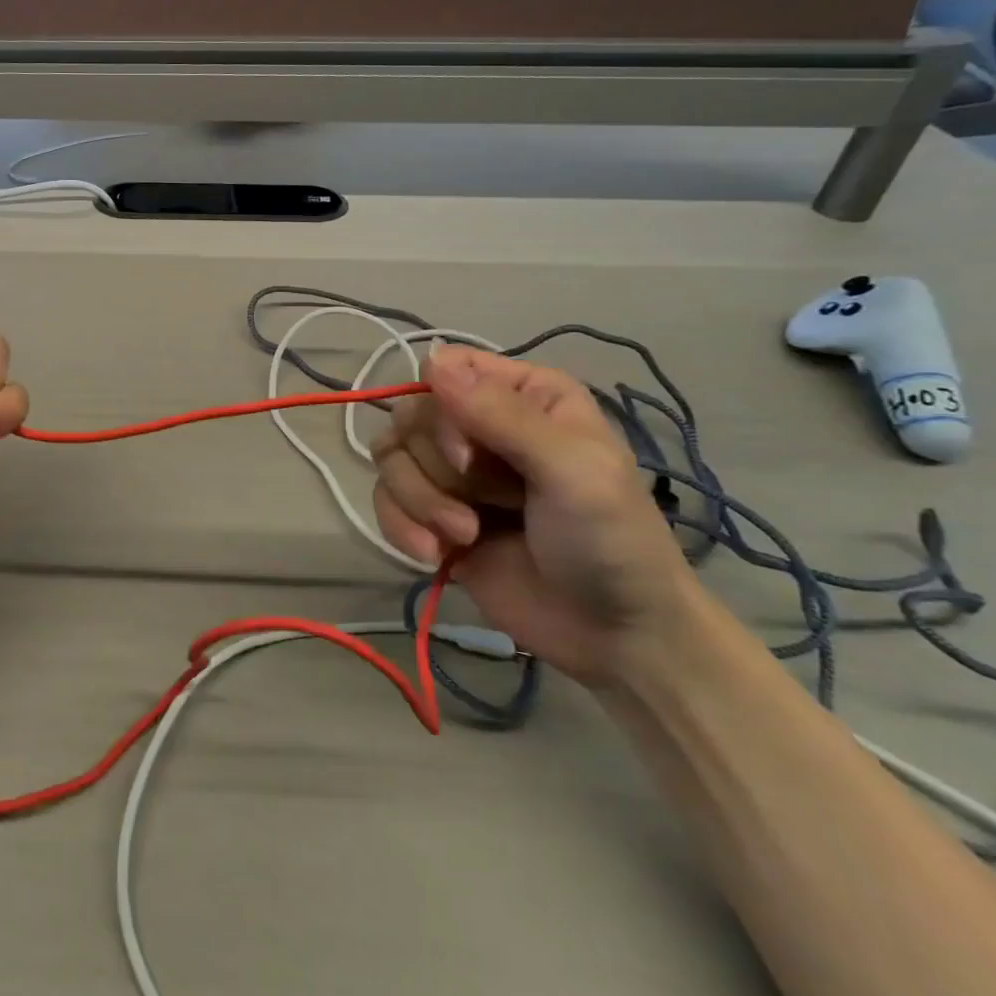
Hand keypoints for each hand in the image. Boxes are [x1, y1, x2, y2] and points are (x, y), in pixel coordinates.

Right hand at [371, 346, 697, 688]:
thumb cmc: (611, 540)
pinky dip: (401, 527)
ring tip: (465, 536)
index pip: (445, 368)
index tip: (467, 456)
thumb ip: (501, 415)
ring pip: (389, 457)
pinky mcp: (429, 516)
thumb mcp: (572, 469)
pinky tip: (436, 556)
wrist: (612, 637)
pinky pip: (382, 499)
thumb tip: (431, 359)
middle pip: (409, 415)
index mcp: (522, 395)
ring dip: (420, 502)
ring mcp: (451, 473)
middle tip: (484, 507)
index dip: (441, 409)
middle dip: (437, 469)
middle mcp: (480, 424)